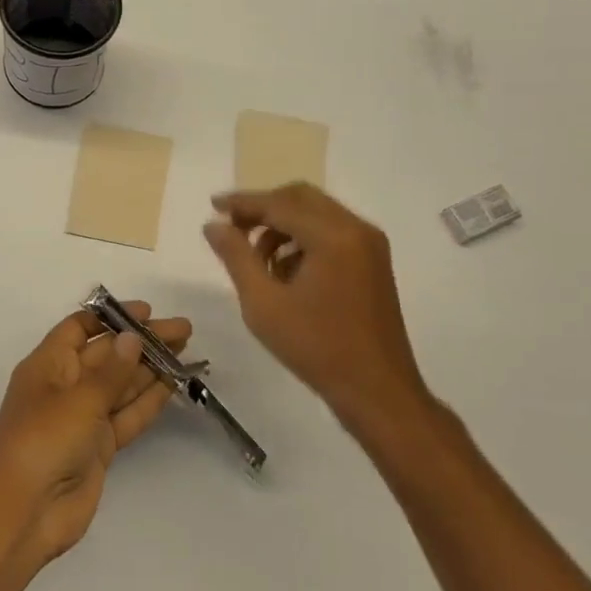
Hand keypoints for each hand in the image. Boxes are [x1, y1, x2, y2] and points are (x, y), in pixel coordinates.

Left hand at [0, 304, 190, 566]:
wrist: (25, 513)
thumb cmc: (43, 441)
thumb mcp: (79, 399)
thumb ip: (111, 371)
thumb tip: (133, 338)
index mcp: (48, 365)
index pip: (80, 329)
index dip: (111, 317)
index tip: (147, 312)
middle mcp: (65, 386)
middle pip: (107, 354)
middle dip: (142, 341)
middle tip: (183, 330)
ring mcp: (82, 418)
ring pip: (121, 384)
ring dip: (151, 368)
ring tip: (186, 351)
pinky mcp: (98, 447)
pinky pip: (126, 415)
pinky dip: (148, 400)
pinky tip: (172, 384)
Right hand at [204, 184, 430, 429]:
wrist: (378, 392)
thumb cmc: (316, 348)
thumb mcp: (263, 304)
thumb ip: (236, 256)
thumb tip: (213, 225)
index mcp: (333, 236)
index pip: (278, 204)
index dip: (242, 203)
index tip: (213, 205)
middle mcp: (356, 229)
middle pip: (300, 198)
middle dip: (263, 208)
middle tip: (232, 229)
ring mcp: (370, 244)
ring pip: (316, 213)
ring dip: (282, 225)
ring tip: (256, 259)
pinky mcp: (374, 261)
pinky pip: (331, 231)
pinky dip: (303, 238)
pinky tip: (284, 271)